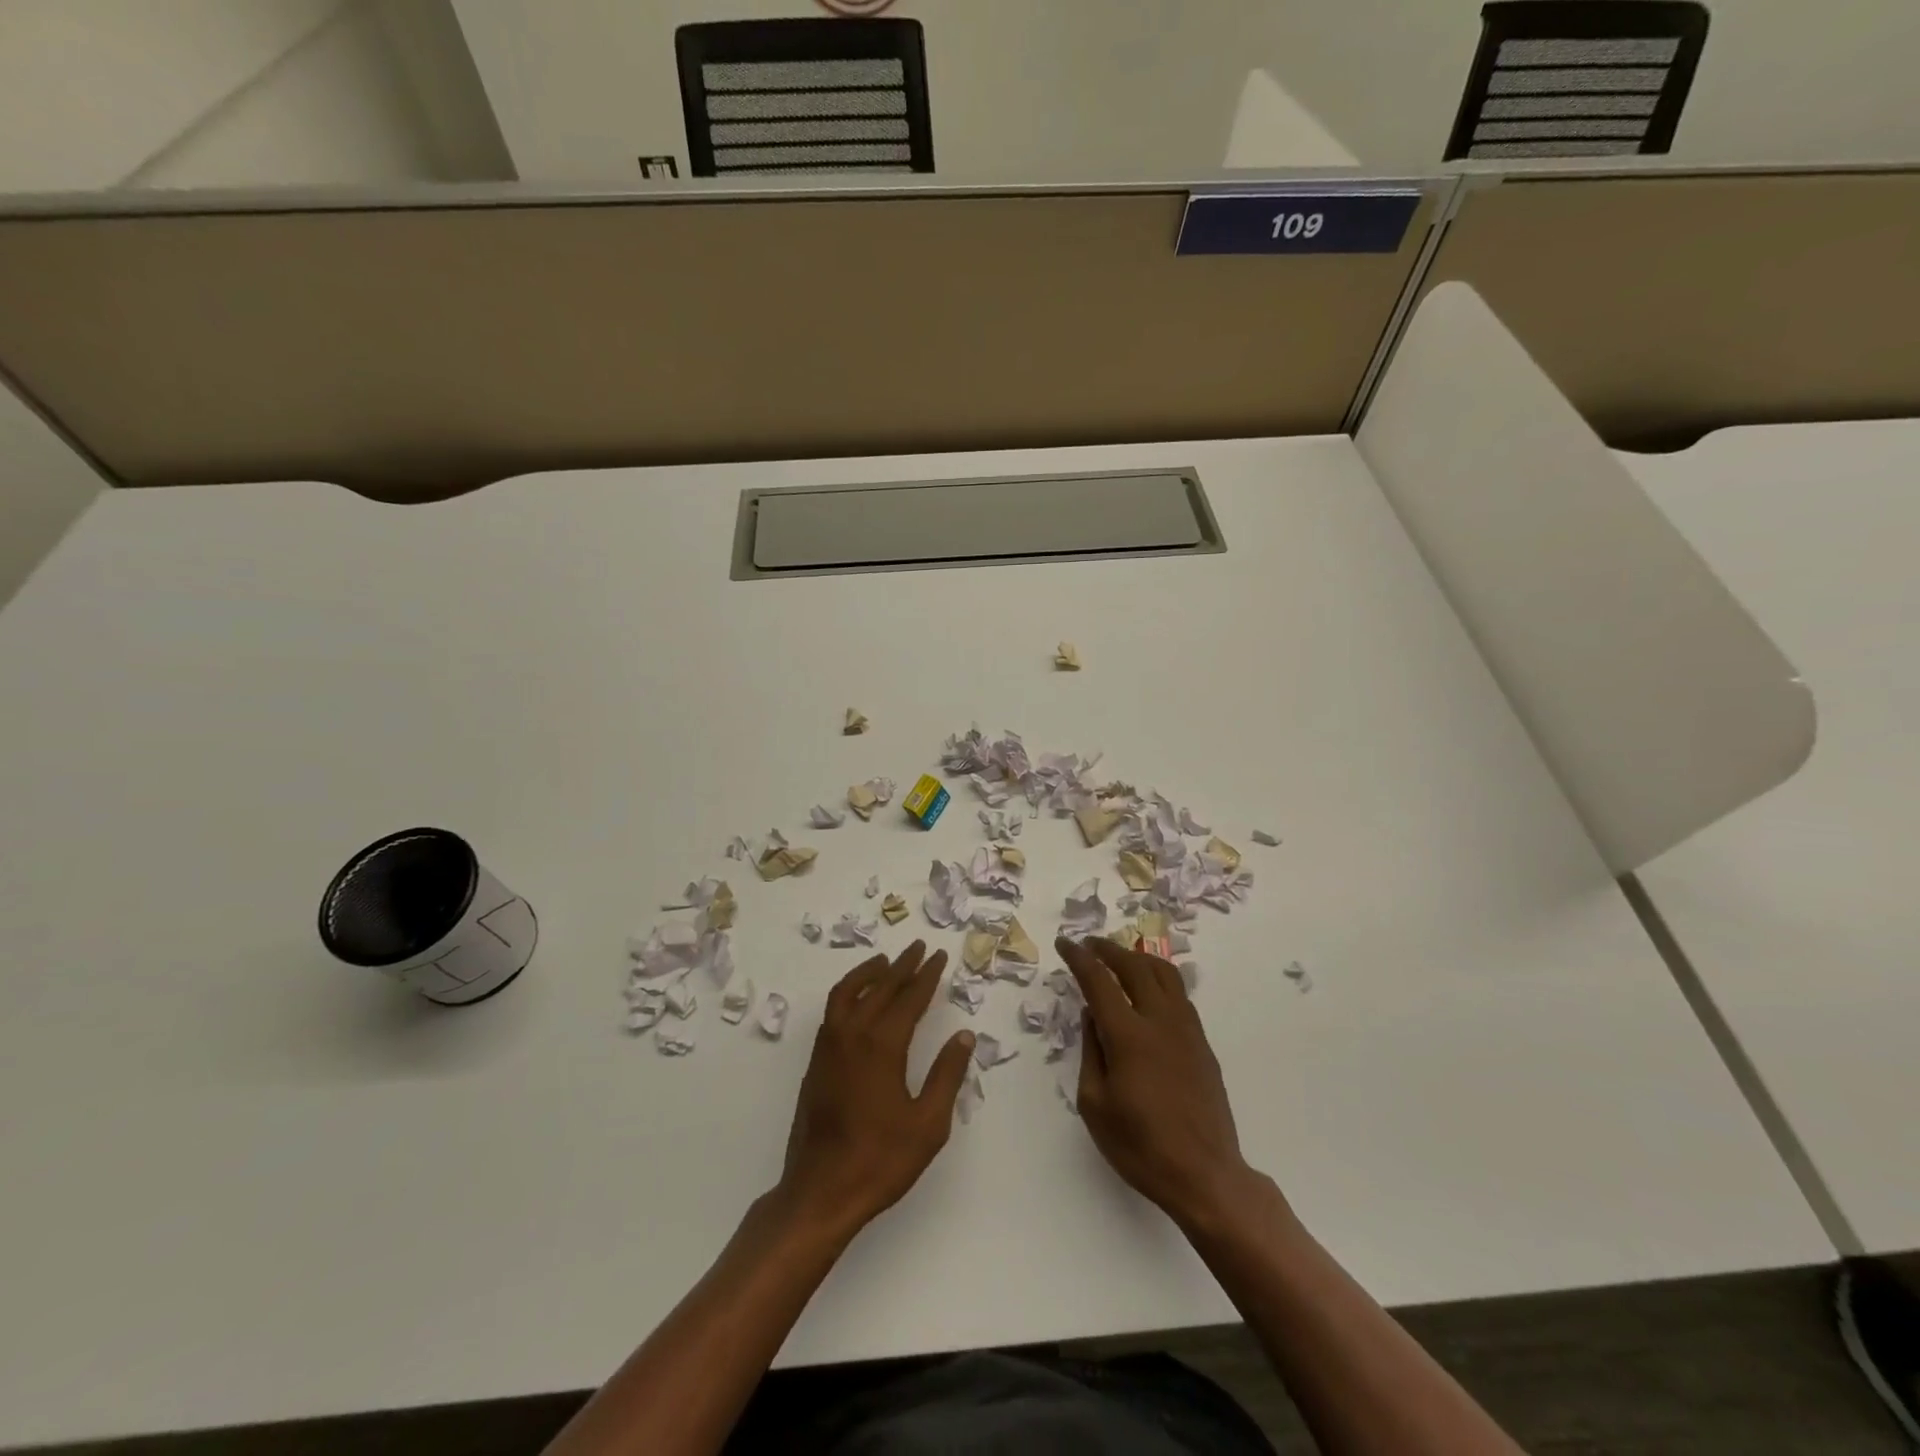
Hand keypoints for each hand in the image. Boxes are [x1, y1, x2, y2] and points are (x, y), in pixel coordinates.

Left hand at [777, 941, 974, 1237]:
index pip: (910, 998)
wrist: (820, 1190)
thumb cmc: (880, 1160)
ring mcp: (829, 1046)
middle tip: (920, 948)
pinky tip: (859, 998)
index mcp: (883, 1045)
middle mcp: (853, 1034)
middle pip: (880, 987)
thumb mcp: (928, 1124)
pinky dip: (849, 990)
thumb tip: (965, 1037)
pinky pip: (834, 1009)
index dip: (927, 975)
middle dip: (903, 966)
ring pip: (849, 992)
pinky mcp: (816, 1060)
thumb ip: (947, 1075)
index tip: (939, 955)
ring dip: (870, 972)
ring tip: (887, 962)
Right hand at [1057, 936, 1260, 1229]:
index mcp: (1129, 1036)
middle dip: (1108, 949)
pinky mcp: (1202, 1043)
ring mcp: (1187, 1030)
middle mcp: (1160, 1021)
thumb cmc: (1141, 1147)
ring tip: (1120, 957)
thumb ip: (1091, 1051)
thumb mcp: (1095, 1104)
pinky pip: (1179, 994)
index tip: (1065, 943)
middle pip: (1134, 966)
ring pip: (1164, 973)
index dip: (1079, 958)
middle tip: (1089, 944)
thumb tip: (1092, 1015)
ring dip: (1138, 957)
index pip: (1099, 981)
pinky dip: (1159, 978)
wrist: (1205, 1175)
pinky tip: (1148, 989)